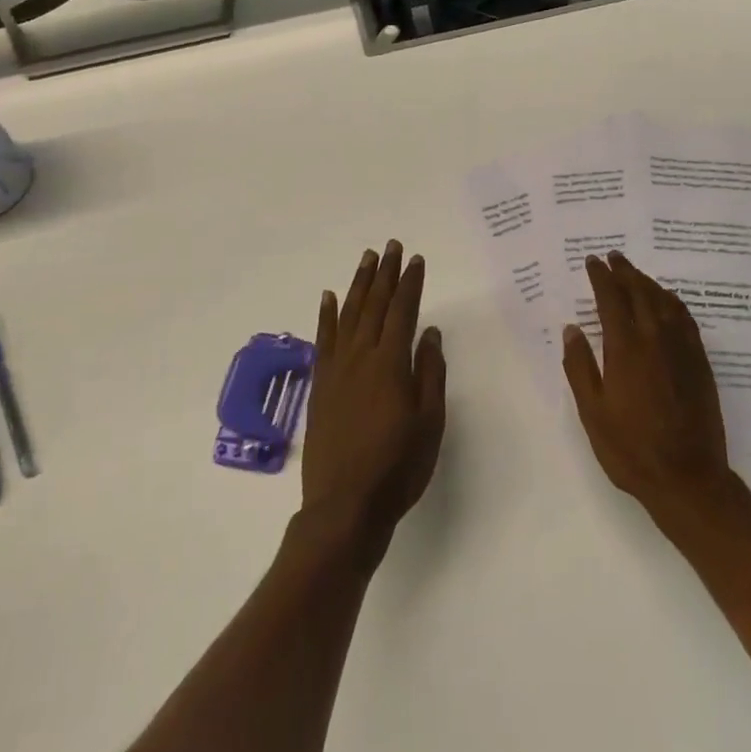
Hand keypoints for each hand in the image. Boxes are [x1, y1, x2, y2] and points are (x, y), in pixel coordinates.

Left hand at [298, 241, 446, 559]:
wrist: (345, 505)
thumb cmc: (398, 466)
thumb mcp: (429, 422)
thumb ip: (430, 373)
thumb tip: (431, 333)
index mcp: (391, 364)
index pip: (402, 312)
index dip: (410, 284)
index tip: (416, 260)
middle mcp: (361, 357)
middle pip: (374, 305)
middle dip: (384, 274)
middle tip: (391, 246)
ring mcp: (336, 370)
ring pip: (347, 315)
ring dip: (358, 285)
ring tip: (366, 259)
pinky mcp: (320, 386)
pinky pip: (322, 340)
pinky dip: (325, 316)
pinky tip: (327, 297)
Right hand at [562, 252, 736, 525]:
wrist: (688, 478)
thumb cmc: (631, 449)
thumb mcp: (593, 412)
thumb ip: (580, 367)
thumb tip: (572, 329)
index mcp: (625, 349)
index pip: (611, 300)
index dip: (601, 278)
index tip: (592, 262)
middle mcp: (656, 339)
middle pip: (640, 292)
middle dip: (625, 272)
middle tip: (613, 257)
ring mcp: (682, 349)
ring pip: (664, 301)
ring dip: (648, 282)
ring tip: (635, 273)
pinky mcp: (700, 362)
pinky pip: (685, 318)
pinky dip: (672, 301)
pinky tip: (666, 301)